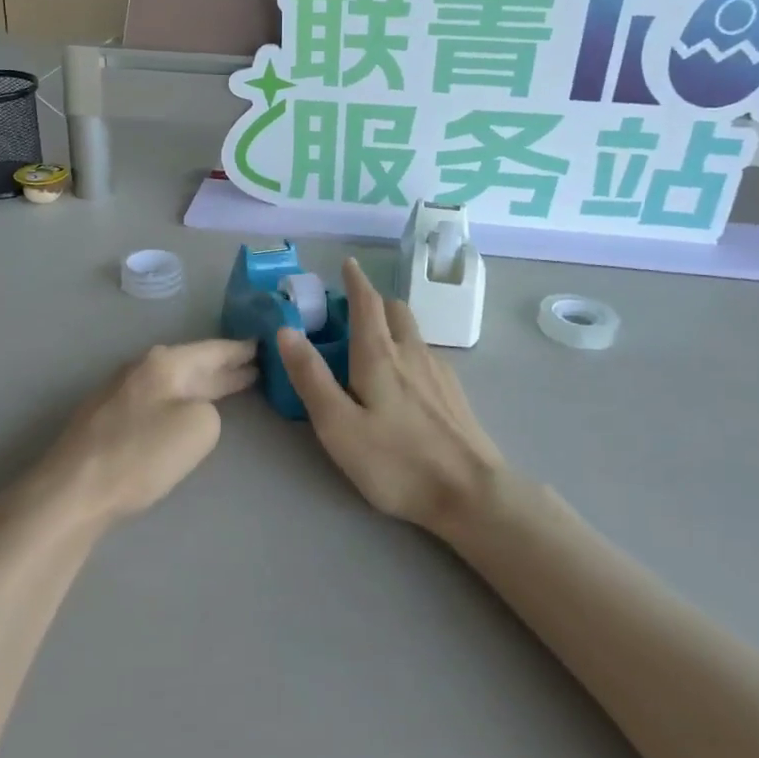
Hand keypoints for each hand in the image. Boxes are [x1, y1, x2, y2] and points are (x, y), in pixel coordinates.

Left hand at [34, 340, 257, 524]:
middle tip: (256, 366)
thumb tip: (192, 410)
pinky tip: (185, 409)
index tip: (264, 345)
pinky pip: (157, 399)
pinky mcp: (108, 418)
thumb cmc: (141, 454)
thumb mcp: (199, 428)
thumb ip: (210, 410)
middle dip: (224, 367)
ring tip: (229, 386)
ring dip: (202, 384)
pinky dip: (180, 400)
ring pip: (173, 382)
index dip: (240, 350)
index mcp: (165, 362)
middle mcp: (142, 368)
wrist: (73, 490)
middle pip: (192, 364)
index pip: (213, 350)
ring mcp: (120, 391)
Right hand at [277, 258, 502, 530]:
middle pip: (395, 310)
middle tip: (353, 309)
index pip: (366, 303)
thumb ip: (311, 377)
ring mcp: (439, 372)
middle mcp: (412, 353)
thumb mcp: (338, 425)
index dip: (355, 280)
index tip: (348, 263)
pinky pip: (426, 356)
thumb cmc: (396, 461)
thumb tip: (286, 330)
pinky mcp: (454, 394)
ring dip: (392, 324)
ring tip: (374, 342)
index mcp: (379, 355)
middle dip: (374, 301)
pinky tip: (404, 380)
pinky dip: (408, 350)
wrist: (472, 494)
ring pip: (413, 332)